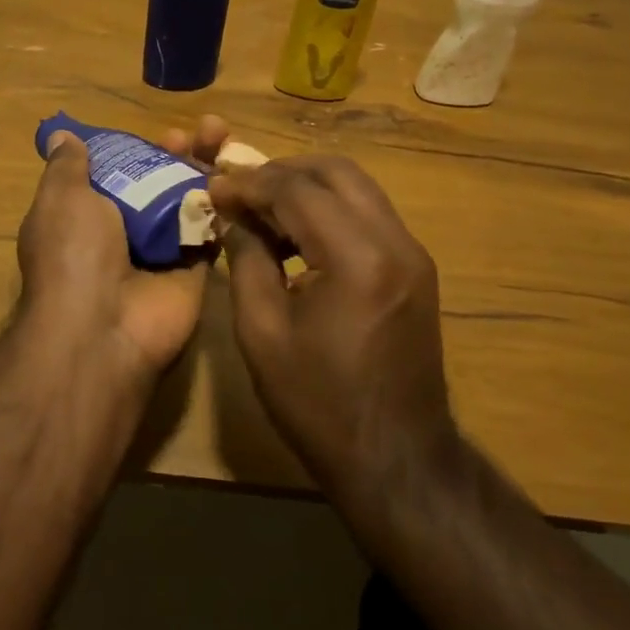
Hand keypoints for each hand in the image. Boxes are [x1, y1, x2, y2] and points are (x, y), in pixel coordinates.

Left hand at [14, 132, 209, 380]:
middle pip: (160, 184)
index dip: (141, 149)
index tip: (161, 131)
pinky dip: (226, 205)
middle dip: (182, 154)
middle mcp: (125, 234)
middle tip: (209, 129)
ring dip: (208, 171)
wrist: (103, 327)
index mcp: (88, 216)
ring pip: (191, 203)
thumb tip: (62, 136)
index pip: (120, 173)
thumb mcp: (61, 198)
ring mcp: (162, 253)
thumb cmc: (75, 253)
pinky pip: (213, 232)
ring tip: (225, 137)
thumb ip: (68, 167)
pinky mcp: (193, 271)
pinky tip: (241, 175)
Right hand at [167, 118, 454, 493]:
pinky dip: (331, 210)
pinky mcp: (416, 267)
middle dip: (282, 171)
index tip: (213, 187)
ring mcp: (413, 252)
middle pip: (336, 171)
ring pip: (357, 187)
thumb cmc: (319, 404)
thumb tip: (232, 216)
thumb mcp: (262, 332)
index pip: (298, 190)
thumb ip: (246, 260)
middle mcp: (395, 241)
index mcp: (357, 259)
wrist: (396, 458)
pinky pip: (369, 214)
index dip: (250, 183)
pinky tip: (297, 235)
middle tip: (240, 190)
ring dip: (308, 187)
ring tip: (262, 210)